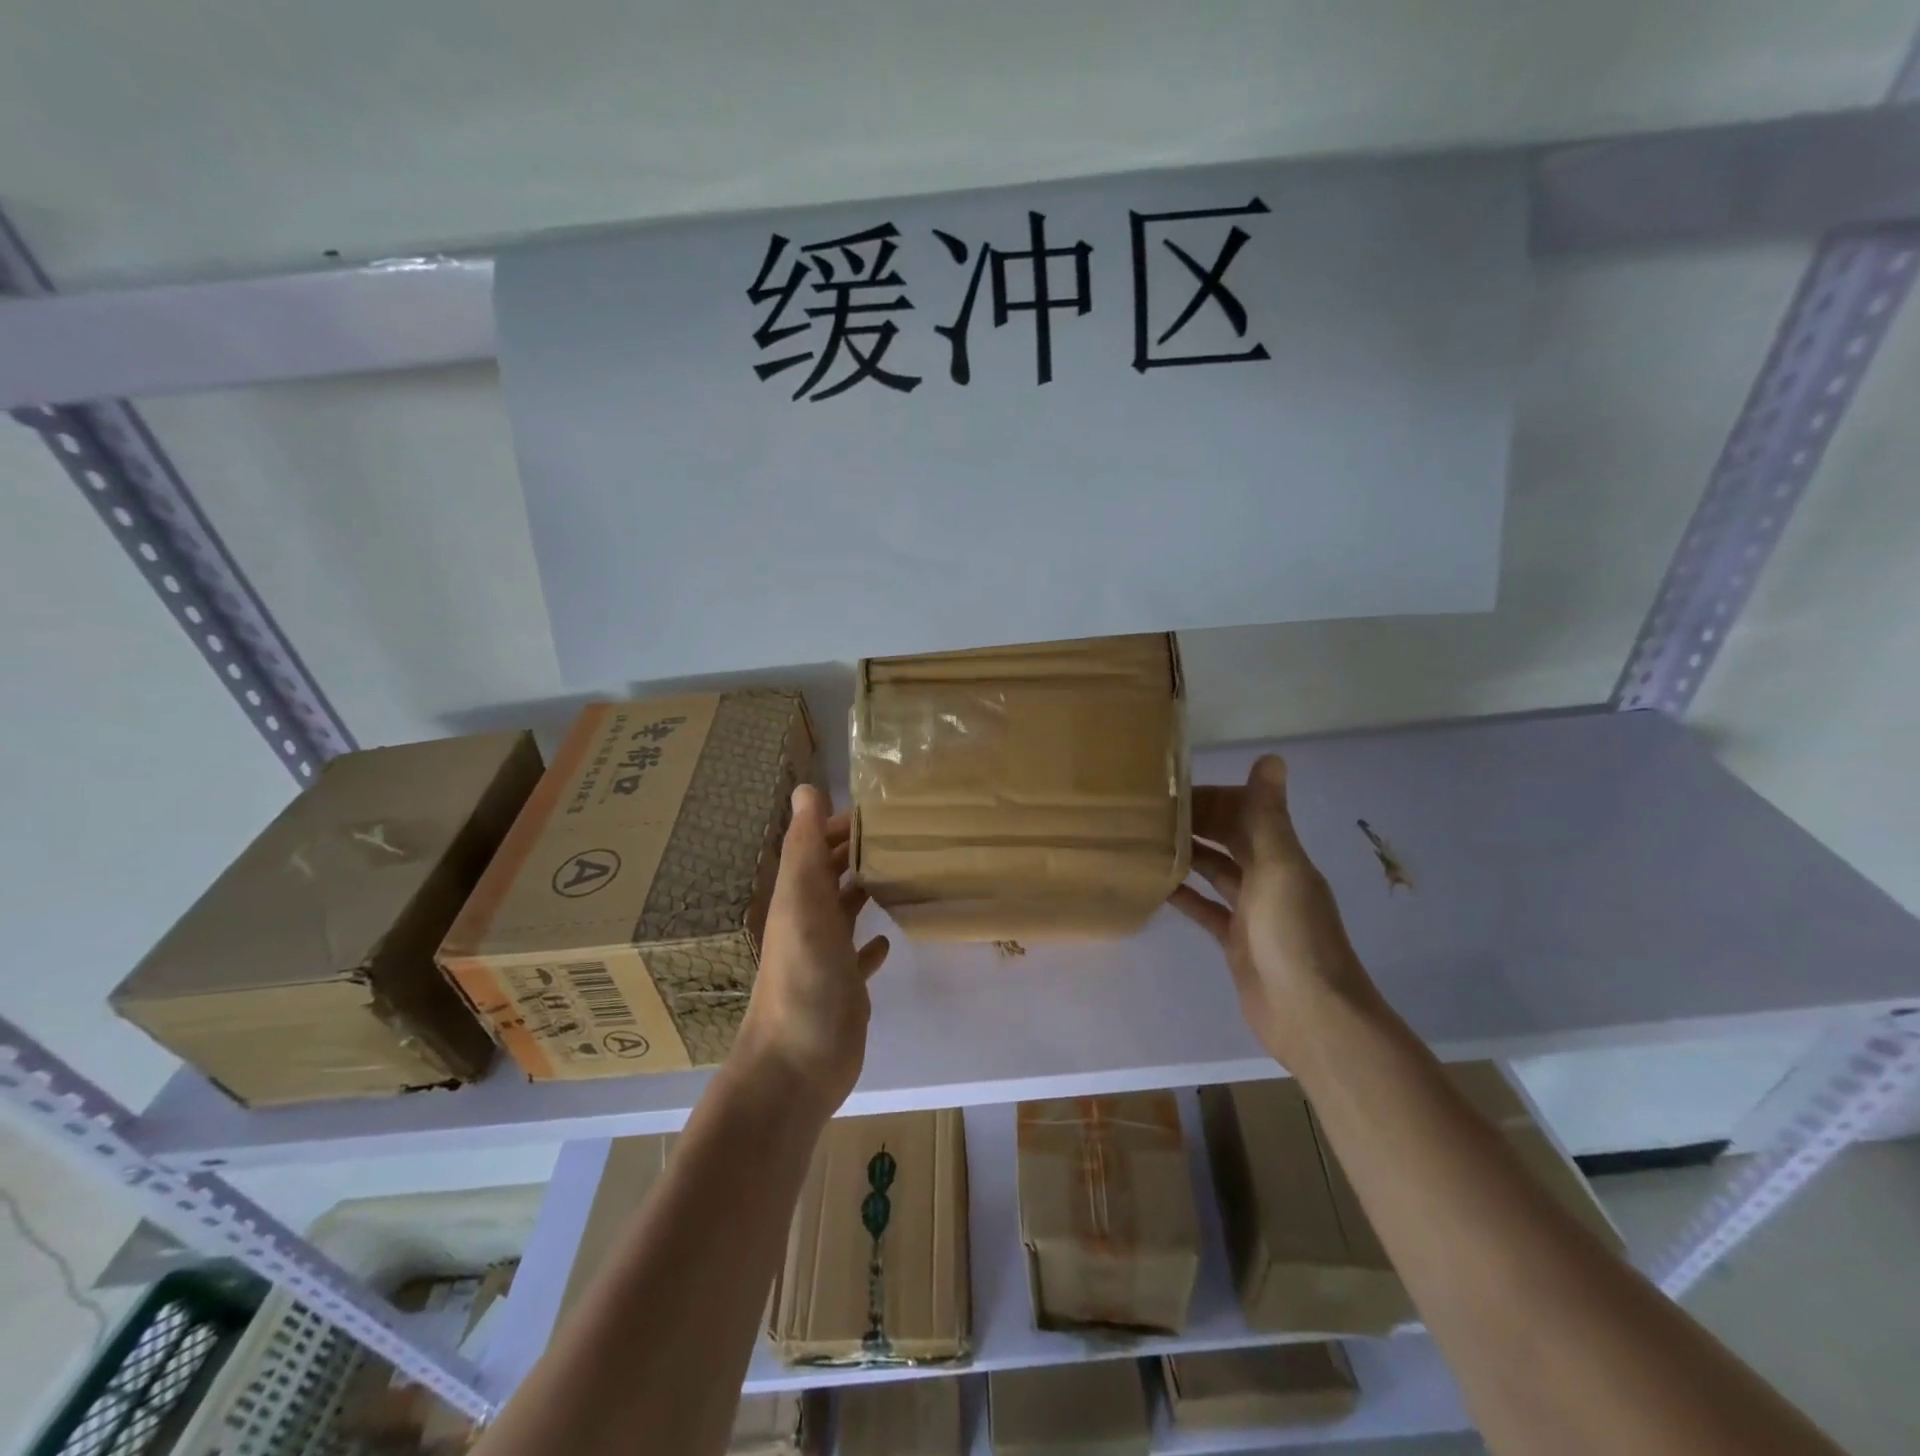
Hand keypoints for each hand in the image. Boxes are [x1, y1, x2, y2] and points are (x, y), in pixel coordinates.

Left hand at [734, 785, 890, 1110]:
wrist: (797, 1064)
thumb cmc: (803, 978)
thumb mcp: (801, 903)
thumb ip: (804, 847)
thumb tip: (805, 788)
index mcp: (797, 896)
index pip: (819, 844)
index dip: (842, 822)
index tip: (884, 806)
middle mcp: (810, 919)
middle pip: (833, 873)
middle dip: (860, 849)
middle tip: (906, 832)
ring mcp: (827, 955)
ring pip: (847, 909)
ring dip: (867, 888)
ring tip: (905, 869)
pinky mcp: (845, 986)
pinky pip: (860, 955)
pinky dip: (873, 942)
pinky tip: (890, 937)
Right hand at [1169, 755, 1379, 1069]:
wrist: (1310, 1016)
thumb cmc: (1294, 936)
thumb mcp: (1280, 869)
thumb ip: (1269, 816)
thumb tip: (1271, 757)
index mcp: (1281, 856)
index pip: (1244, 812)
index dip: (1212, 798)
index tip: (1170, 789)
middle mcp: (1268, 877)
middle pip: (1227, 838)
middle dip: (1195, 822)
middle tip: (1147, 812)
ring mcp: (1251, 910)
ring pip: (1214, 870)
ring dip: (1186, 854)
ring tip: (1144, 840)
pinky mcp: (1234, 939)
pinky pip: (1204, 907)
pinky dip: (1183, 895)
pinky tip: (1154, 885)